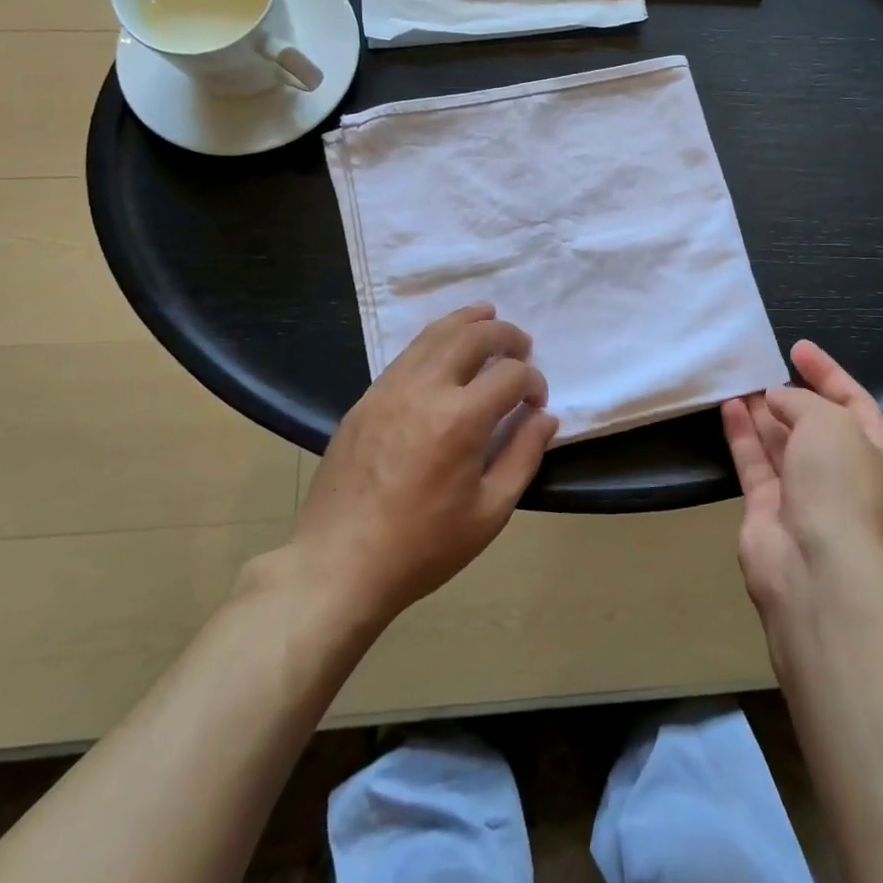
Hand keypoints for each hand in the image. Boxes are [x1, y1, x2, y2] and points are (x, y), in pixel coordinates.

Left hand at [279, 304, 557, 628]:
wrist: (337, 567)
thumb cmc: (422, 547)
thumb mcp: (489, 513)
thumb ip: (523, 456)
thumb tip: (544, 417)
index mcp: (460, 419)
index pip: (510, 374)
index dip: (533, 382)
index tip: (536, 404)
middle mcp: (425, 389)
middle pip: (473, 337)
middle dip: (505, 335)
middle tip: (522, 346)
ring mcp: (389, 389)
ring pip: (435, 334)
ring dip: (468, 321)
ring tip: (489, 315)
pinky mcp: (366, 399)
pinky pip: (407, 353)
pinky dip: (435, 338)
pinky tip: (445, 345)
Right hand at [722, 340, 882, 621]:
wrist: (818, 568)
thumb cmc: (839, 486)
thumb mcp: (830, 424)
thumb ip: (802, 402)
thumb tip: (776, 400)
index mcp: (873, 453)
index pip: (853, 402)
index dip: (828, 373)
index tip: (798, 348)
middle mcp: (840, 473)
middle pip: (813, 424)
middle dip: (790, 395)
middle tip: (761, 365)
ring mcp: (803, 493)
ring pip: (780, 442)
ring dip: (761, 411)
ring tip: (738, 378)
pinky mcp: (767, 509)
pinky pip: (755, 462)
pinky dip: (742, 434)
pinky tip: (727, 406)